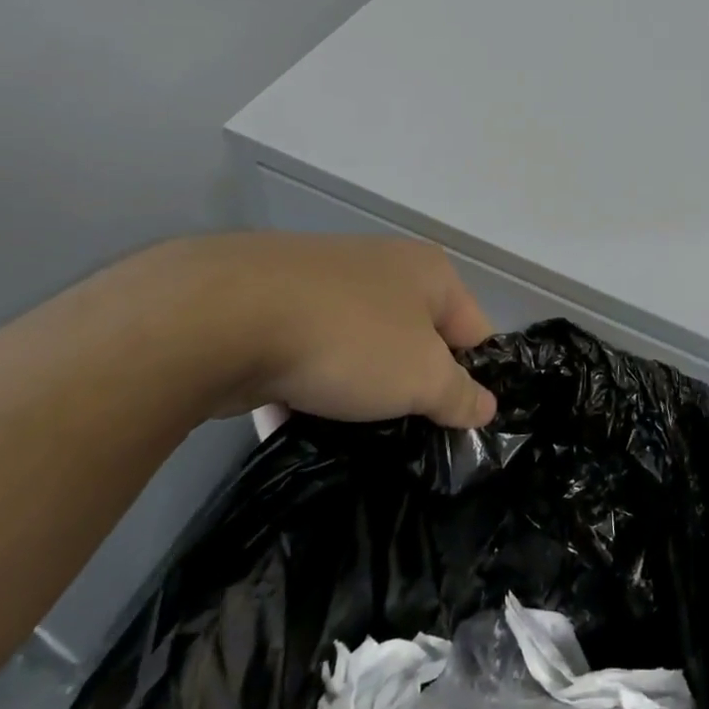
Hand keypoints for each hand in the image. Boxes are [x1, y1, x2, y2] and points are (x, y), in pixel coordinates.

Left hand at [145, 233, 498, 429]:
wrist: (223, 316)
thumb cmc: (349, 338)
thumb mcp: (422, 377)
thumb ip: (459, 395)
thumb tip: (485, 408)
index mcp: (429, 272)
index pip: (473, 332)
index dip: (472, 381)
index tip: (457, 428)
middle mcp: (382, 268)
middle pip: (415, 341)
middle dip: (411, 389)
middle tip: (407, 439)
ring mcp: (323, 285)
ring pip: (358, 351)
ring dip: (358, 393)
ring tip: (353, 440)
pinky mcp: (273, 308)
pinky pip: (306, 357)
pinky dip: (307, 389)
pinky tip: (299, 426)